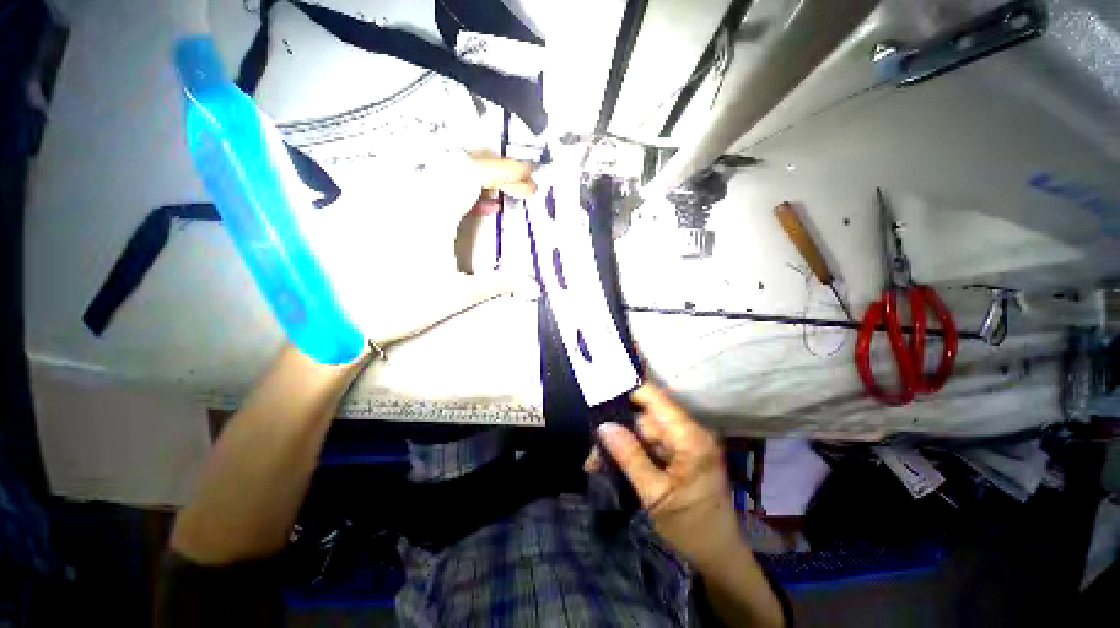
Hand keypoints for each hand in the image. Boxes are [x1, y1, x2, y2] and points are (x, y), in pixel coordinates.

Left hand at [310, 154, 535, 346]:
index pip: (474, 173)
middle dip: (495, 172)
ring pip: (441, 169)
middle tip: (519, 188)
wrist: (342, 317)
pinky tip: (465, 208)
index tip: (531, 180)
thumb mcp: (457, 294)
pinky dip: (452, 189)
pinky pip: (424, 182)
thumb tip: (535, 287)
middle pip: (459, 162)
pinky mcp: (379, 202)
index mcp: (430, 210)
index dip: (506, 171)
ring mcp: (390, 193)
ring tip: (497, 199)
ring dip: (475, 180)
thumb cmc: (402, 305)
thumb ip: (501, 284)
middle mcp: (408, 191)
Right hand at [595, 383, 744, 569]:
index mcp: (690, 438)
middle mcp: (690, 432)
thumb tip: (604, 426)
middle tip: (593, 451)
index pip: (655, 398)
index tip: (600, 395)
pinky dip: (632, 452)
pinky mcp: (681, 452)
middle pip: (645, 417)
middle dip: (618, 430)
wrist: (718, 555)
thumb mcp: (656, 496)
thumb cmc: (691, 528)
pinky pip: (650, 443)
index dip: (628, 392)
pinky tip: (612, 465)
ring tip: (596, 463)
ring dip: (621, 444)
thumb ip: (630, 457)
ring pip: (644, 431)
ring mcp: (685, 442)